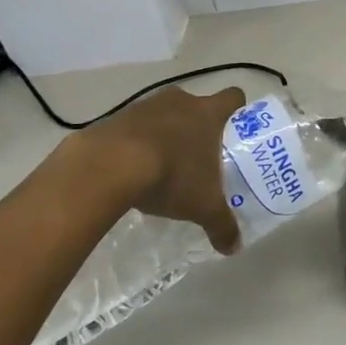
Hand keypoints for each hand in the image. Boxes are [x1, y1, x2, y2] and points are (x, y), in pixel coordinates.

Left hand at [77, 86, 244, 254]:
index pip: (233, 96)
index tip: (234, 129)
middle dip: (198, 126)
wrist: (109, 166)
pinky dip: (137, 141)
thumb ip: (222, 224)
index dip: (237, 110)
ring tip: (163, 164)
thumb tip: (235, 248)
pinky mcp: (117, 116)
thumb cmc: (171, 175)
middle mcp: (181, 100)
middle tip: (199, 155)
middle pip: (197, 104)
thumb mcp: (202, 207)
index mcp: (208, 113)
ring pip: (165, 113)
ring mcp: (147, 105)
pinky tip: (132, 167)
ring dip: (166, 132)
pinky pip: (135, 125)